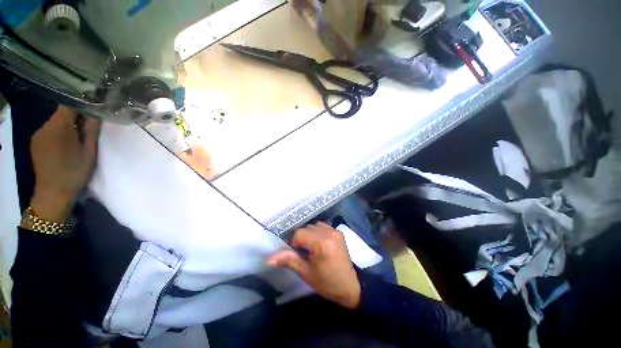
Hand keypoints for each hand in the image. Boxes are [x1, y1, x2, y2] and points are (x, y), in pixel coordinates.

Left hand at [30, 106, 100, 222]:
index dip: (82, 105)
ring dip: (66, 126)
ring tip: (77, 138)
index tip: (94, 109)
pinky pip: (49, 131)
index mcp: (58, 127)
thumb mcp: (89, 151)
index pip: (69, 106)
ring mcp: (38, 135)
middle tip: (89, 127)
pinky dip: (58, 133)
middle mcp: (44, 127)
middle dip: (75, 117)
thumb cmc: (75, 171)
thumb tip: (95, 113)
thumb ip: (91, 129)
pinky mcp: (35, 143)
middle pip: (61, 114)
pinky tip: (65, 145)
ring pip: (54, 123)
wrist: (53, 193)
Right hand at [267, 222, 360, 308]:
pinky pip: (322, 226)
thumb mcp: (306, 273)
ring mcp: (335, 230)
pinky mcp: (338, 231)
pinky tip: (319, 243)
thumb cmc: (327, 283)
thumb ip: (289, 260)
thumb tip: (269, 258)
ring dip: (309, 235)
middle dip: (301, 239)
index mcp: (321, 243)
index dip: (293, 244)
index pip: (299, 234)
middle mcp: (329, 232)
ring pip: (313, 226)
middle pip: (306, 228)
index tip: (296, 255)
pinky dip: (317, 232)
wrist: (351, 285)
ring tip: (311, 248)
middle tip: (304, 254)